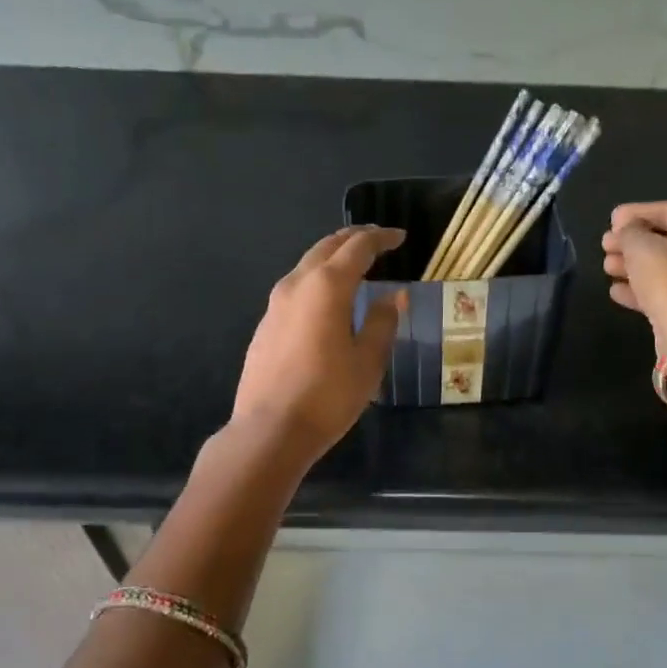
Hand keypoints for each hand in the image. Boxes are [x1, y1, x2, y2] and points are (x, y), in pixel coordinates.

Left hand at [233, 225, 405, 463]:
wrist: (271, 429)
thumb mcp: (368, 361)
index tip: (400, 238)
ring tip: (355, 266)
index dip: (382, 239)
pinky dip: (318, 281)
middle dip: (354, 239)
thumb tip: (394, 297)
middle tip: (378, 241)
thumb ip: (382, 322)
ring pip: (307, 266)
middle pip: (327, 247)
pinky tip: (328, 300)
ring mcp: (275, 304)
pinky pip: (296, 288)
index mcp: (327, 286)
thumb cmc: (328, 395)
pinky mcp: (266, 325)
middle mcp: (297, 284)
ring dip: (333, 259)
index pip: (358, 248)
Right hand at [601, 202, 666, 350]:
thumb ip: (629, 232)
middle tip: (605, 245)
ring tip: (606, 267)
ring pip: (666, 266)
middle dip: (632, 243)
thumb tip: (626, 230)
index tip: (611, 219)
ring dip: (633, 266)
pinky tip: (616, 290)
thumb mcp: (641, 247)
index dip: (635, 214)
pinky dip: (643, 288)